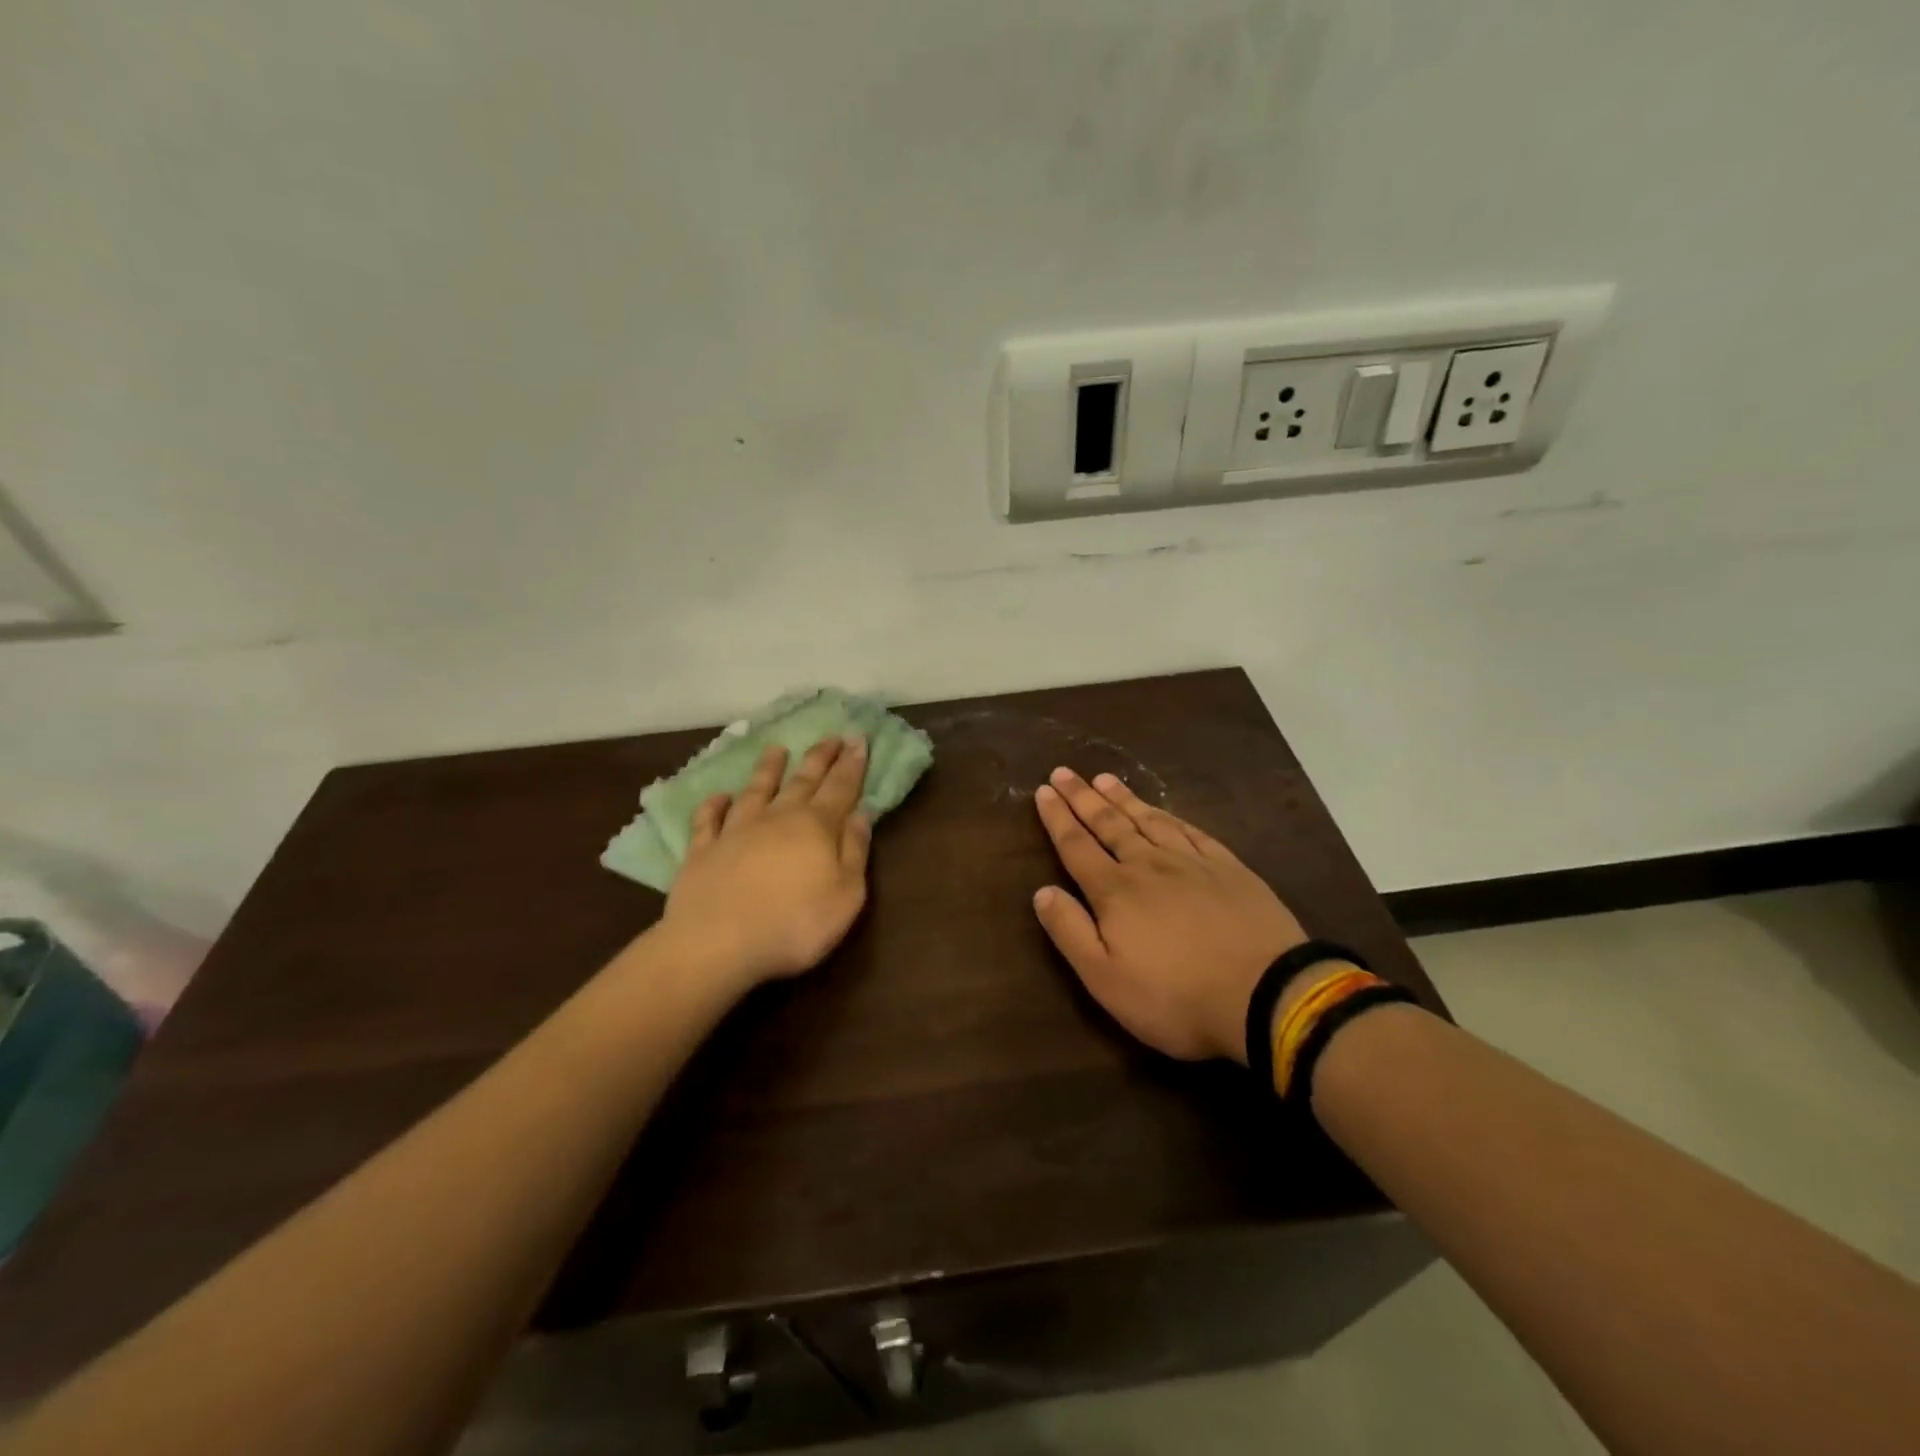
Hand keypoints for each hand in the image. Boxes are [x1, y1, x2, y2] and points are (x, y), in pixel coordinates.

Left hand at [659, 737, 872, 989]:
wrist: (717, 944)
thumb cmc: (794, 924)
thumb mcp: (846, 895)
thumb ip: (855, 851)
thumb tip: (861, 813)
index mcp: (815, 827)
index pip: (841, 787)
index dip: (852, 763)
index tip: (859, 738)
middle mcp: (776, 818)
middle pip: (802, 781)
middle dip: (819, 757)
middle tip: (831, 736)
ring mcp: (736, 831)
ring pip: (755, 790)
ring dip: (768, 769)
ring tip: (777, 749)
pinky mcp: (702, 851)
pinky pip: (708, 820)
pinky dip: (714, 806)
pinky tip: (719, 796)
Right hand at [1031, 768, 1306, 1062]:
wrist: (1266, 994)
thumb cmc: (1176, 997)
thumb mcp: (1106, 980)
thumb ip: (1071, 932)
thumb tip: (1042, 892)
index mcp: (1115, 892)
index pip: (1076, 846)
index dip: (1057, 818)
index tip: (1042, 790)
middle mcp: (1148, 865)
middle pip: (1109, 824)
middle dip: (1082, 798)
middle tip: (1064, 772)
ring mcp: (1192, 862)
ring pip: (1148, 820)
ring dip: (1122, 799)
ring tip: (1104, 779)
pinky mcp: (1228, 868)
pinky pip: (1190, 830)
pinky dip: (1169, 815)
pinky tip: (1162, 810)